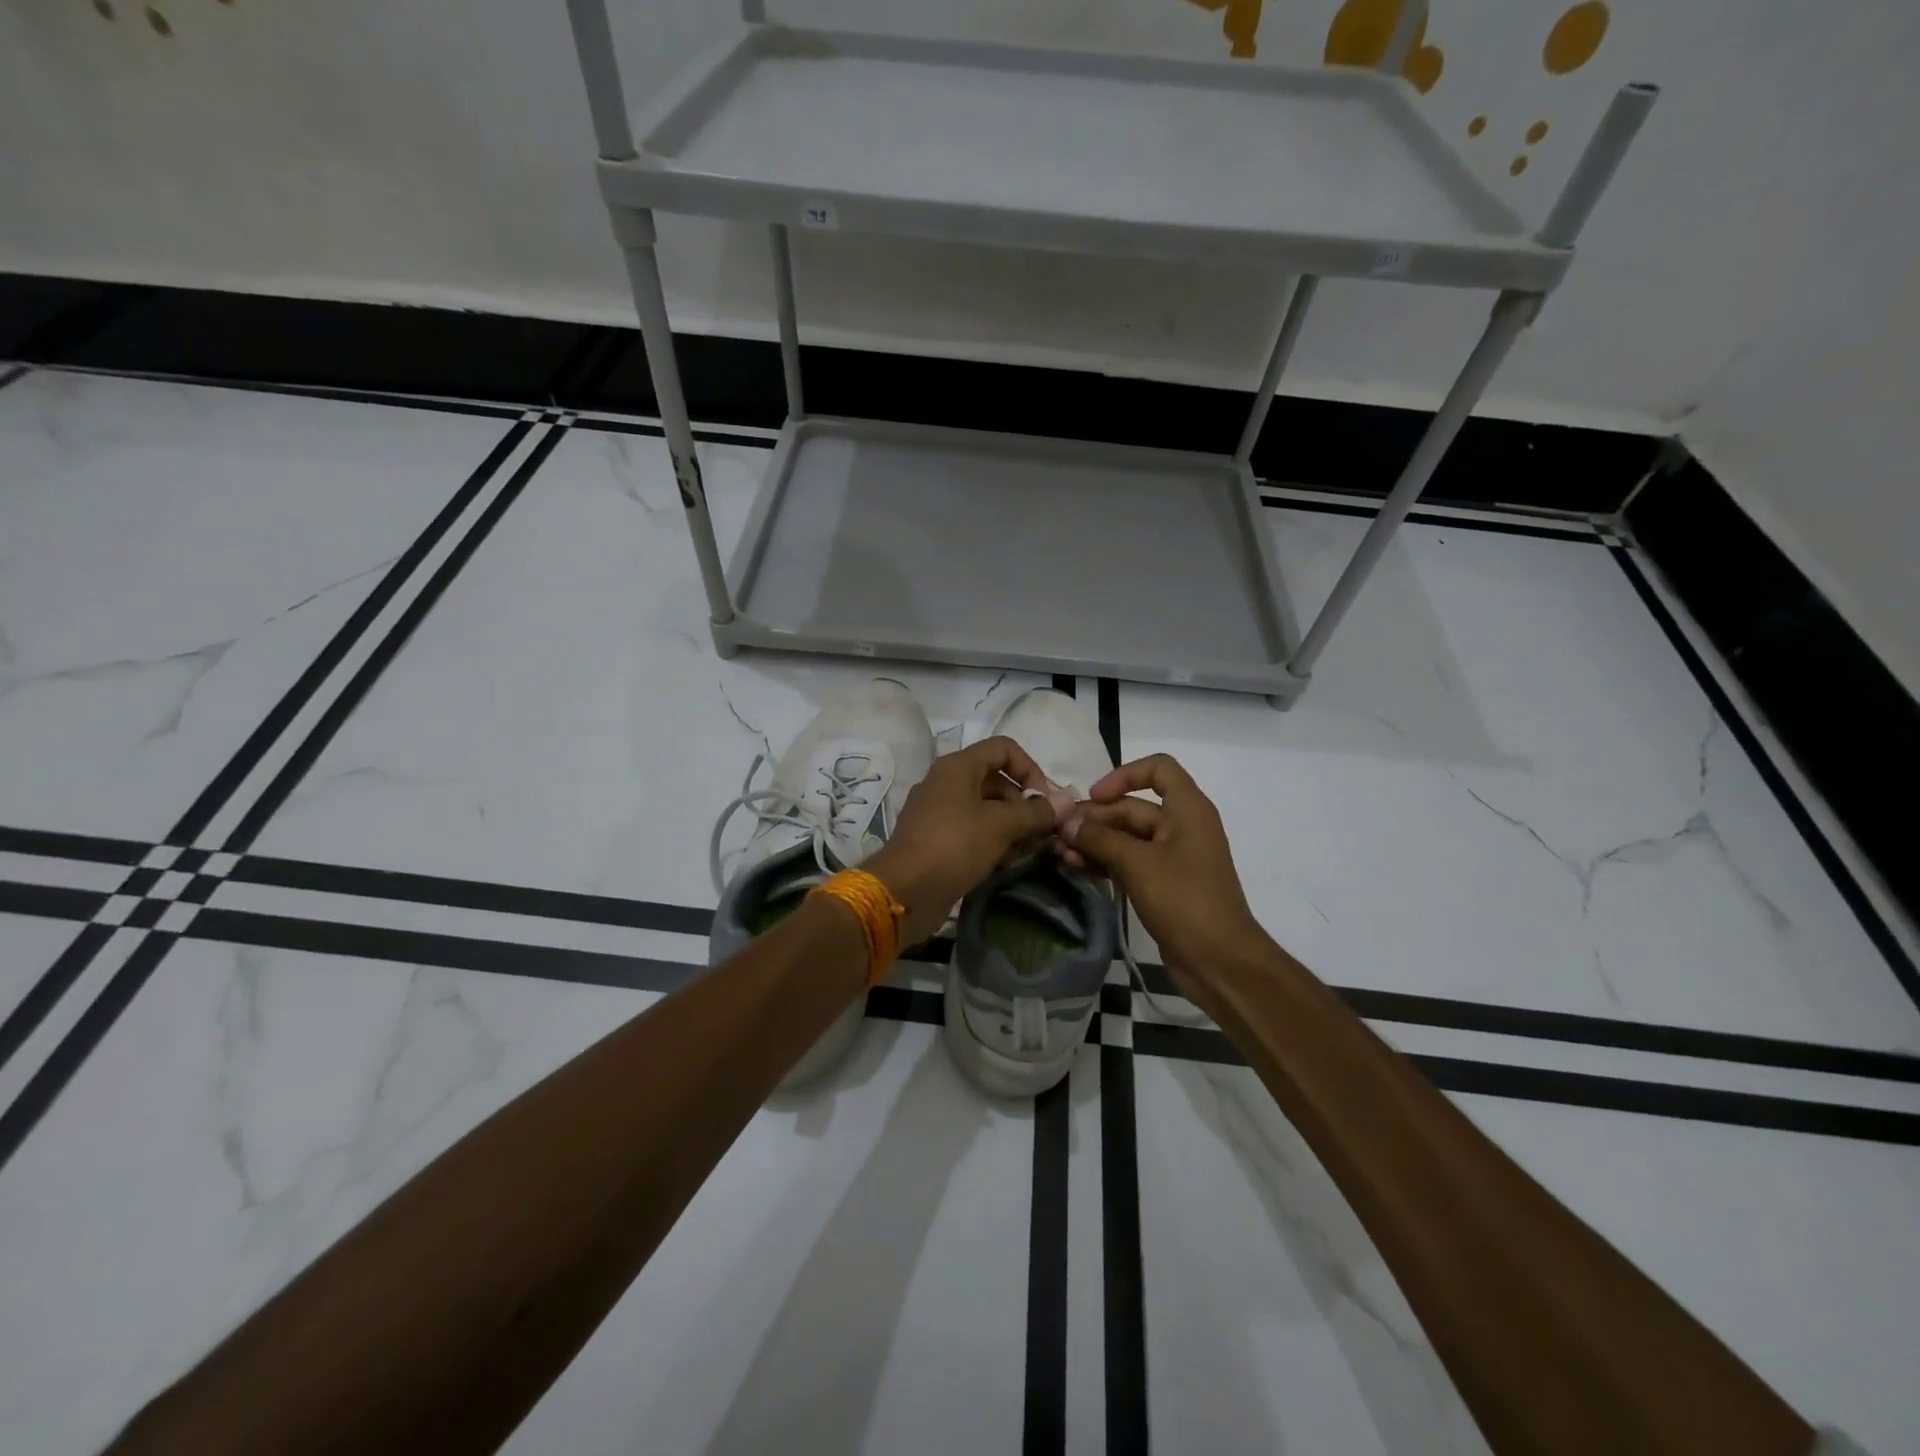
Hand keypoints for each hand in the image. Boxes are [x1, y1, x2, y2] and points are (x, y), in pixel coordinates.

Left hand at [866, 736, 1058, 944]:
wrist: (903, 892)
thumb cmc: (953, 846)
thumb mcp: (1000, 826)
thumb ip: (1036, 812)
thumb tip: (1067, 802)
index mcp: (957, 767)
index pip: (1004, 748)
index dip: (1030, 769)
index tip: (1045, 801)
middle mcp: (946, 782)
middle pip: (997, 780)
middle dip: (1024, 804)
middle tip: (1042, 832)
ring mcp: (939, 812)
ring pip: (986, 809)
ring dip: (1012, 826)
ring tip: (1028, 851)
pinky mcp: (937, 840)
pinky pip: (973, 831)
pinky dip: (992, 842)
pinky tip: (1006, 864)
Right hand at [1062, 753, 1268, 983]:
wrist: (1220, 962)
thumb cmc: (1185, 901)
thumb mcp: (1138, 864)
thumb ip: (1099, 838)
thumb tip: (1066, 822)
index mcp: (1188, 810)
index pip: (1158, 768)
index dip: (1124, 774)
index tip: (1094, 797)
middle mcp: (1181, 826)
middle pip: (1132, 807)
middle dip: (1095, 818)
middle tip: (1058, 832)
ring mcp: (1172, 857)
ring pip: (1126, 837)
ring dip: (1093, 841)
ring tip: (1059, 853)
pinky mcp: (1162, 884)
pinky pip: (1128, 861)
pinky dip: (1103, 861)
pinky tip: (1075, 867)